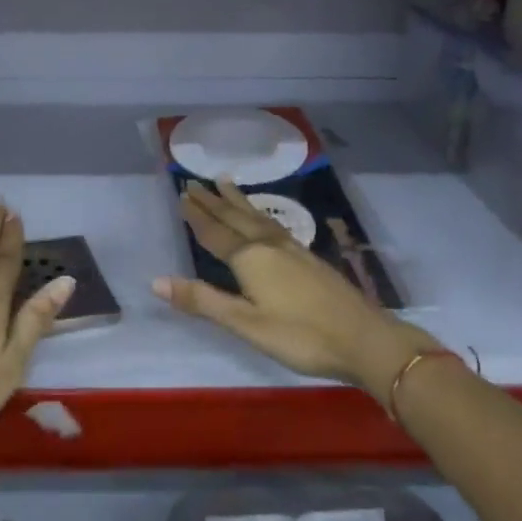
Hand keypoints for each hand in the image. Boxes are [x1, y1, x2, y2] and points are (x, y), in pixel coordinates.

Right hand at [153, 178, 437, 400]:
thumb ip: (203, 301)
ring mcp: (293, 249)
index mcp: (250, 259)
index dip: (197, 214)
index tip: (181, 193)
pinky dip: (259, 213)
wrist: (365, 339)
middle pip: (235, 218)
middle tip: (194, 181)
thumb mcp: (246, 325)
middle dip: (213, 201)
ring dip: (237, 200)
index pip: (215, 232)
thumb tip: (156, 281)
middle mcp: (269, 245)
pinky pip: (273, 224)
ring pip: (257, 217)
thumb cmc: (301, 336)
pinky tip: (264, 219)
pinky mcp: (309, 257)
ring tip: (225, 181)